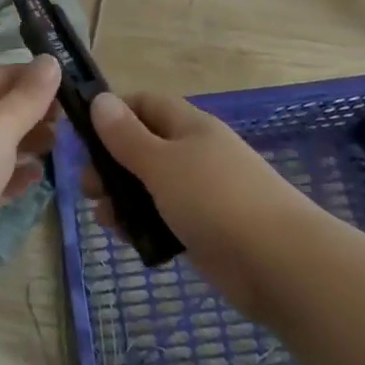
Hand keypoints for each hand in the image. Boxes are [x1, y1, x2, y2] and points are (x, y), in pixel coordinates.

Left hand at [0, 58, 62, 263]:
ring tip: (56, 147)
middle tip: (66, 122)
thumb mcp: (2, 121)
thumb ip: (31, 94)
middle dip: (32, 113)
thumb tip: (50, 59)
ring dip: (26, 144)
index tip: (67, 87)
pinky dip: (14, 176)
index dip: (31, 77)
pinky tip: (37, 177)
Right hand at [86, 91, 311, 318]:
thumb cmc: (215, 200)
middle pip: (144, 146)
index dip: (114, 113)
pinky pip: (164, 217)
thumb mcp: (162, 163)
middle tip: (88, 188)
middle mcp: (196, 153)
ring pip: (151, 185)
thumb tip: (99, 100)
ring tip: (104, 218)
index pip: (145, 104)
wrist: (280, 264)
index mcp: (190, 126)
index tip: (84, 137)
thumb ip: (127, 136)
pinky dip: (143, 224)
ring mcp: (202, 192)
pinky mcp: (205, 229)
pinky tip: (128, 239)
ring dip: (122, 197)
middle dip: (111, 163)